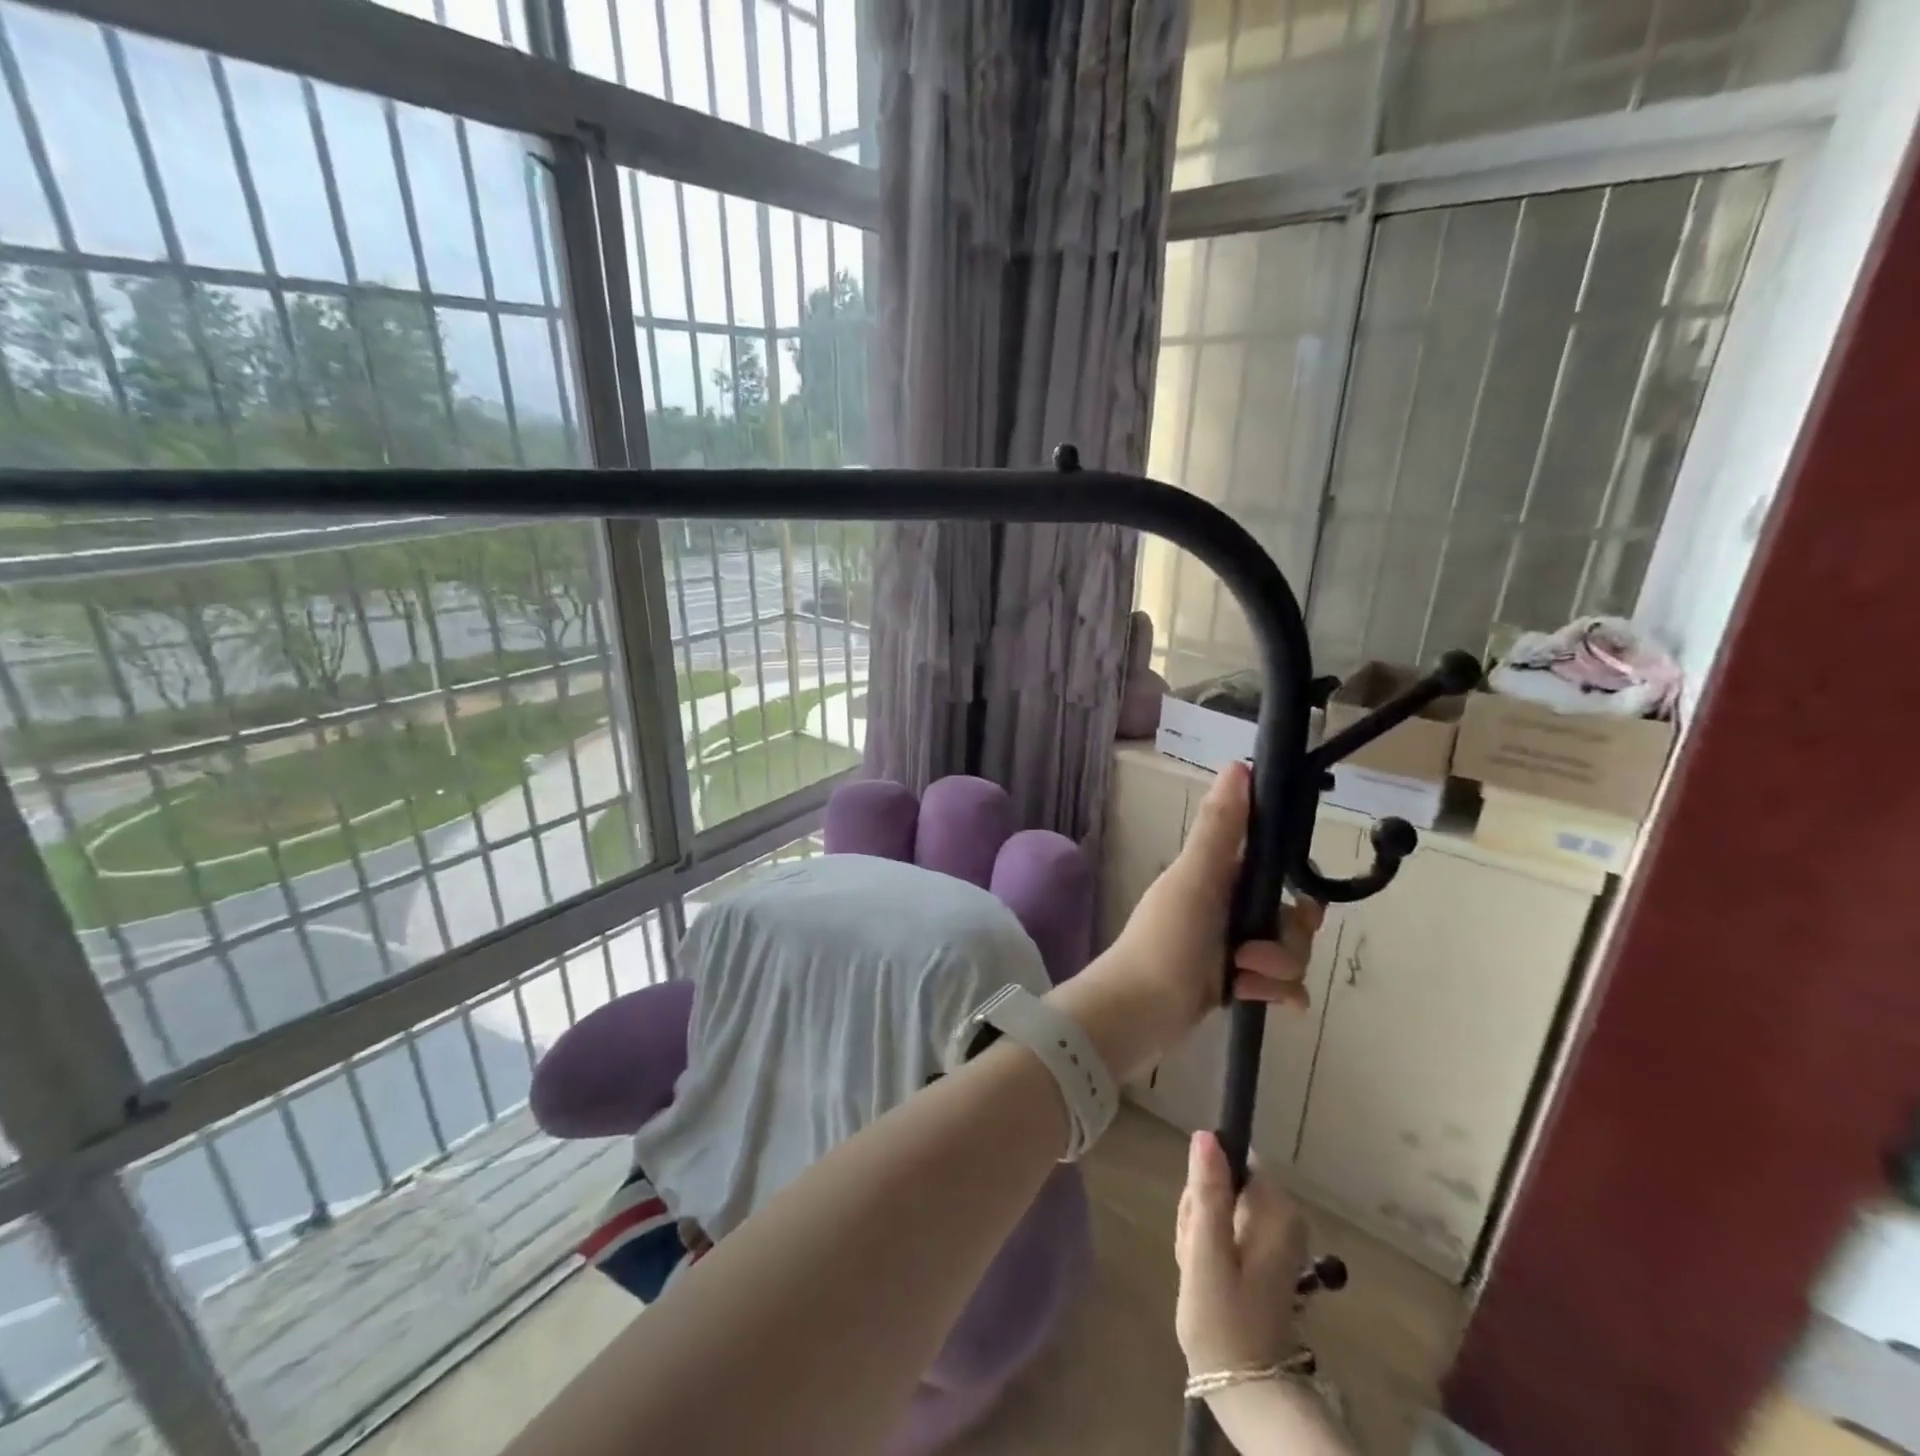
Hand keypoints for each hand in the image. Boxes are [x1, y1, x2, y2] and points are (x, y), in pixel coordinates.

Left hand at [1113, 763, 1323, 1030]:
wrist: (1138, 1014)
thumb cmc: (1166, 940)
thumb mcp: (1195, 879)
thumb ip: (1219, 828)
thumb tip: (1238, 766)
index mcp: (1215, 875)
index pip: (1272, 862)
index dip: (1295, 876)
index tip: (1302, 895)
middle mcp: (1224, 905)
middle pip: (1289, 914)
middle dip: (1287, 936)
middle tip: (1257, 950)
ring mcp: (1229, 945)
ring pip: (1288, 951)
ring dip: (1277, 967)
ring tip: (1243, 975)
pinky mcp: (1233, 981)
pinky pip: (1279, 985)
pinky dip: (1278, 993)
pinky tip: (1265, 1002)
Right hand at [1174, 1131, 1307, 1374]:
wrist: (1245, 1390)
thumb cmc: (1224, 1320)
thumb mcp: (1206, 1252)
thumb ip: (1207, 1191)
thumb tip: (1206, 1135)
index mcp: (1276, 1212)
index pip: (1229, 1160)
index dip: (1205, 1185)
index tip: (1197, 1221)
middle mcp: (1282, 1218)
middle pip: (1223, 1182)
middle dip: (1199, 1212)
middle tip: (1194, 1253)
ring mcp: (1273, 1238)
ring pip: (1218, 1206)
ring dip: (1198, 1232)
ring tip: (1197, 1269)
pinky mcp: (1262, 1256)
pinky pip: (1224, 1228)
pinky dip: (1206, 1247)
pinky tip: (1202, 1276)